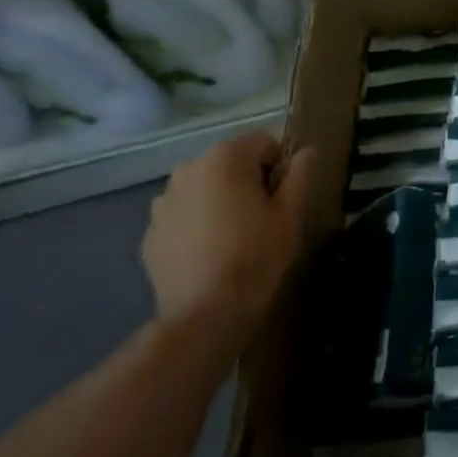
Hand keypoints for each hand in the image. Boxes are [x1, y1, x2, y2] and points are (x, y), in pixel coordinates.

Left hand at [142, 132, 312, 349]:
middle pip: (230, 162)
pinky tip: (210, 252)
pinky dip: (197, 224)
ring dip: (220, 200)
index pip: (264, 142)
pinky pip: (184, 215)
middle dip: (248, 181)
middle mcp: (188, 169)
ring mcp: (163, 201)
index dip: (281, 166)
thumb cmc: (256, 255)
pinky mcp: (151, 232)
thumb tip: (306, 152)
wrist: (204, 314)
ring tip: (234, 236)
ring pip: (205, 188)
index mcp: (225, 158)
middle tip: (263, 217)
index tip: (285, 197)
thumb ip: (300, 174)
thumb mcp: (290, 213)